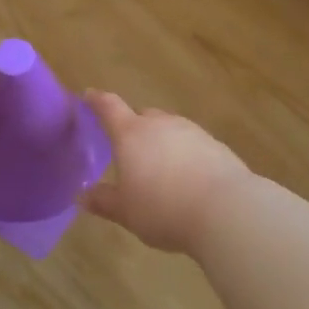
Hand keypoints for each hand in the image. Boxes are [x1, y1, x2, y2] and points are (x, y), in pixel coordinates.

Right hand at [79, 91, 253, 254]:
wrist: (226, 210)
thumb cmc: (163, 209)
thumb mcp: (126, 211)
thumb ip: (104, 201)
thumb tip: (83, 195)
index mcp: (131, 134)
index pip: (108, 107)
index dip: (96, 101)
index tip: (88, 96)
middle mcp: (161, 124)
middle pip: (142, 115)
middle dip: (133, 127)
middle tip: (127, 148)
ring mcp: (192, 131)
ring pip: (169, 128)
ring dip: (161, 141)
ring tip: (159, 167)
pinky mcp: (216, 145)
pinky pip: (192, 143)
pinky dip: (184, 154)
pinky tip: (187, 178)